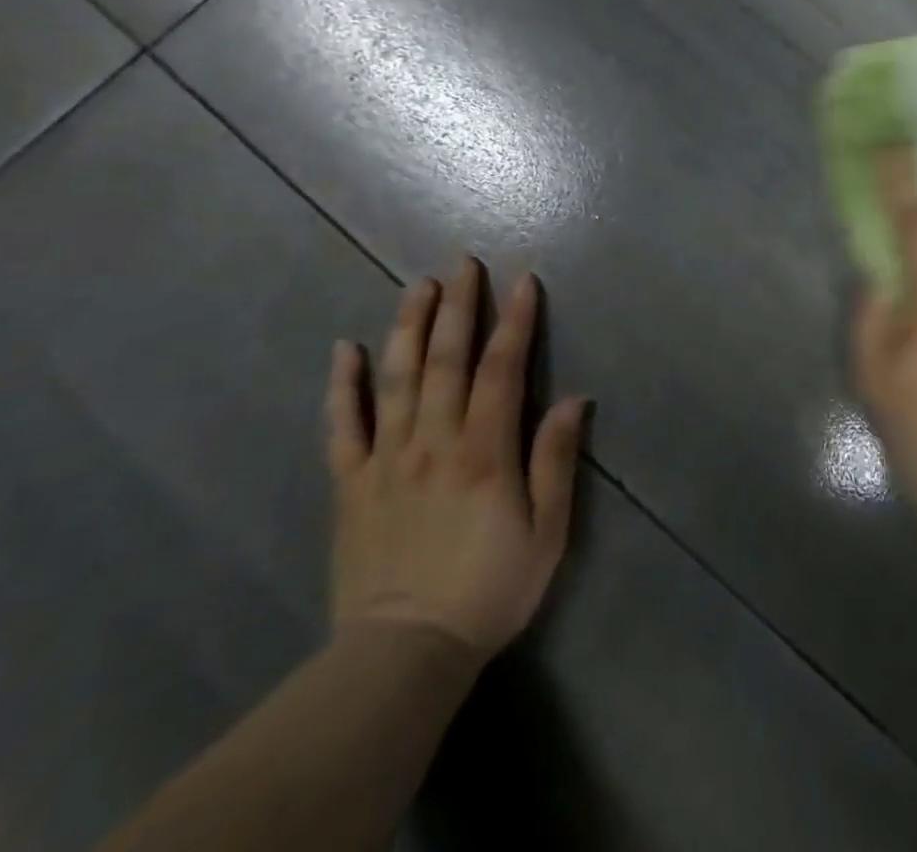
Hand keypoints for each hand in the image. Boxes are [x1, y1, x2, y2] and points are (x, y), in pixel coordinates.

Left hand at [326, 258, 588, 661]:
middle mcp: (434, 441)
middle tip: (463, 263)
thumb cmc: (489, 589)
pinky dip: (343, 385)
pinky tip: (345, 349)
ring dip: (408, 326)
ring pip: (397, 379)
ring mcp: (386, 460)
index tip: (523, 282)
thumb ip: (555, 460)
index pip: (502, 369)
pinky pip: (343, 426)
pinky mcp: (351, 484)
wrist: (403, 654)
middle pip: (446, 360)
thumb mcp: (546, 531)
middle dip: (458, 306)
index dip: (516, 322)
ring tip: (417, 285)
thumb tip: (574, 398)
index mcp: (484, 451)